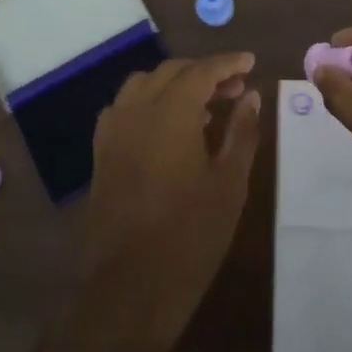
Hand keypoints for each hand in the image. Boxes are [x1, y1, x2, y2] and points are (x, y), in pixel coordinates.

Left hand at [76, 53, 260, 351]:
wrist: (129, 289)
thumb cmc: (191, 236)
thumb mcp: (229, 183)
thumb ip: (241, 132)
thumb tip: (250, 96)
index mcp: (170, 112)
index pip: (201, 70)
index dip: (228, 63)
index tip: (251, 62)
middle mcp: (136, 110)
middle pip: (171, 72)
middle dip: (204, 73)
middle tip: (235, 88)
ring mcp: (113, 130)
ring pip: (144, 85)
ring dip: (175, 85)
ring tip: (205, 107)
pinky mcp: (101, 152)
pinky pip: (126, 108)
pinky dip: (150, 103)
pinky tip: (169, 127)